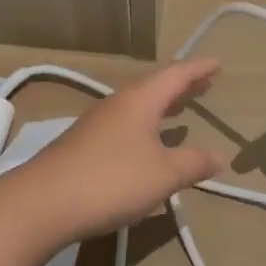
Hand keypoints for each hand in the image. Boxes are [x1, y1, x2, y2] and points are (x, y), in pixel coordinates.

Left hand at [7, 59, 224, 241]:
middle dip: (182, 85)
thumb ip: (193, 163)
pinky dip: (146, 123)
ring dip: (163, 104)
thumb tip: (221, 155)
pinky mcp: (86, 143)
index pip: (176, 75)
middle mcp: (119, 103)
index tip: (218, 64)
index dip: (198, 69)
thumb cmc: (112, 180)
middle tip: (206, 84)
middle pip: (156, 86)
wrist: (44, 202)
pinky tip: (148, 142)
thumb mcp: (163, 175)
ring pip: (139, 104)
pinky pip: (126, 122)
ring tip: (182, 108)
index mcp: (140, 100)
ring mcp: (99, 122)